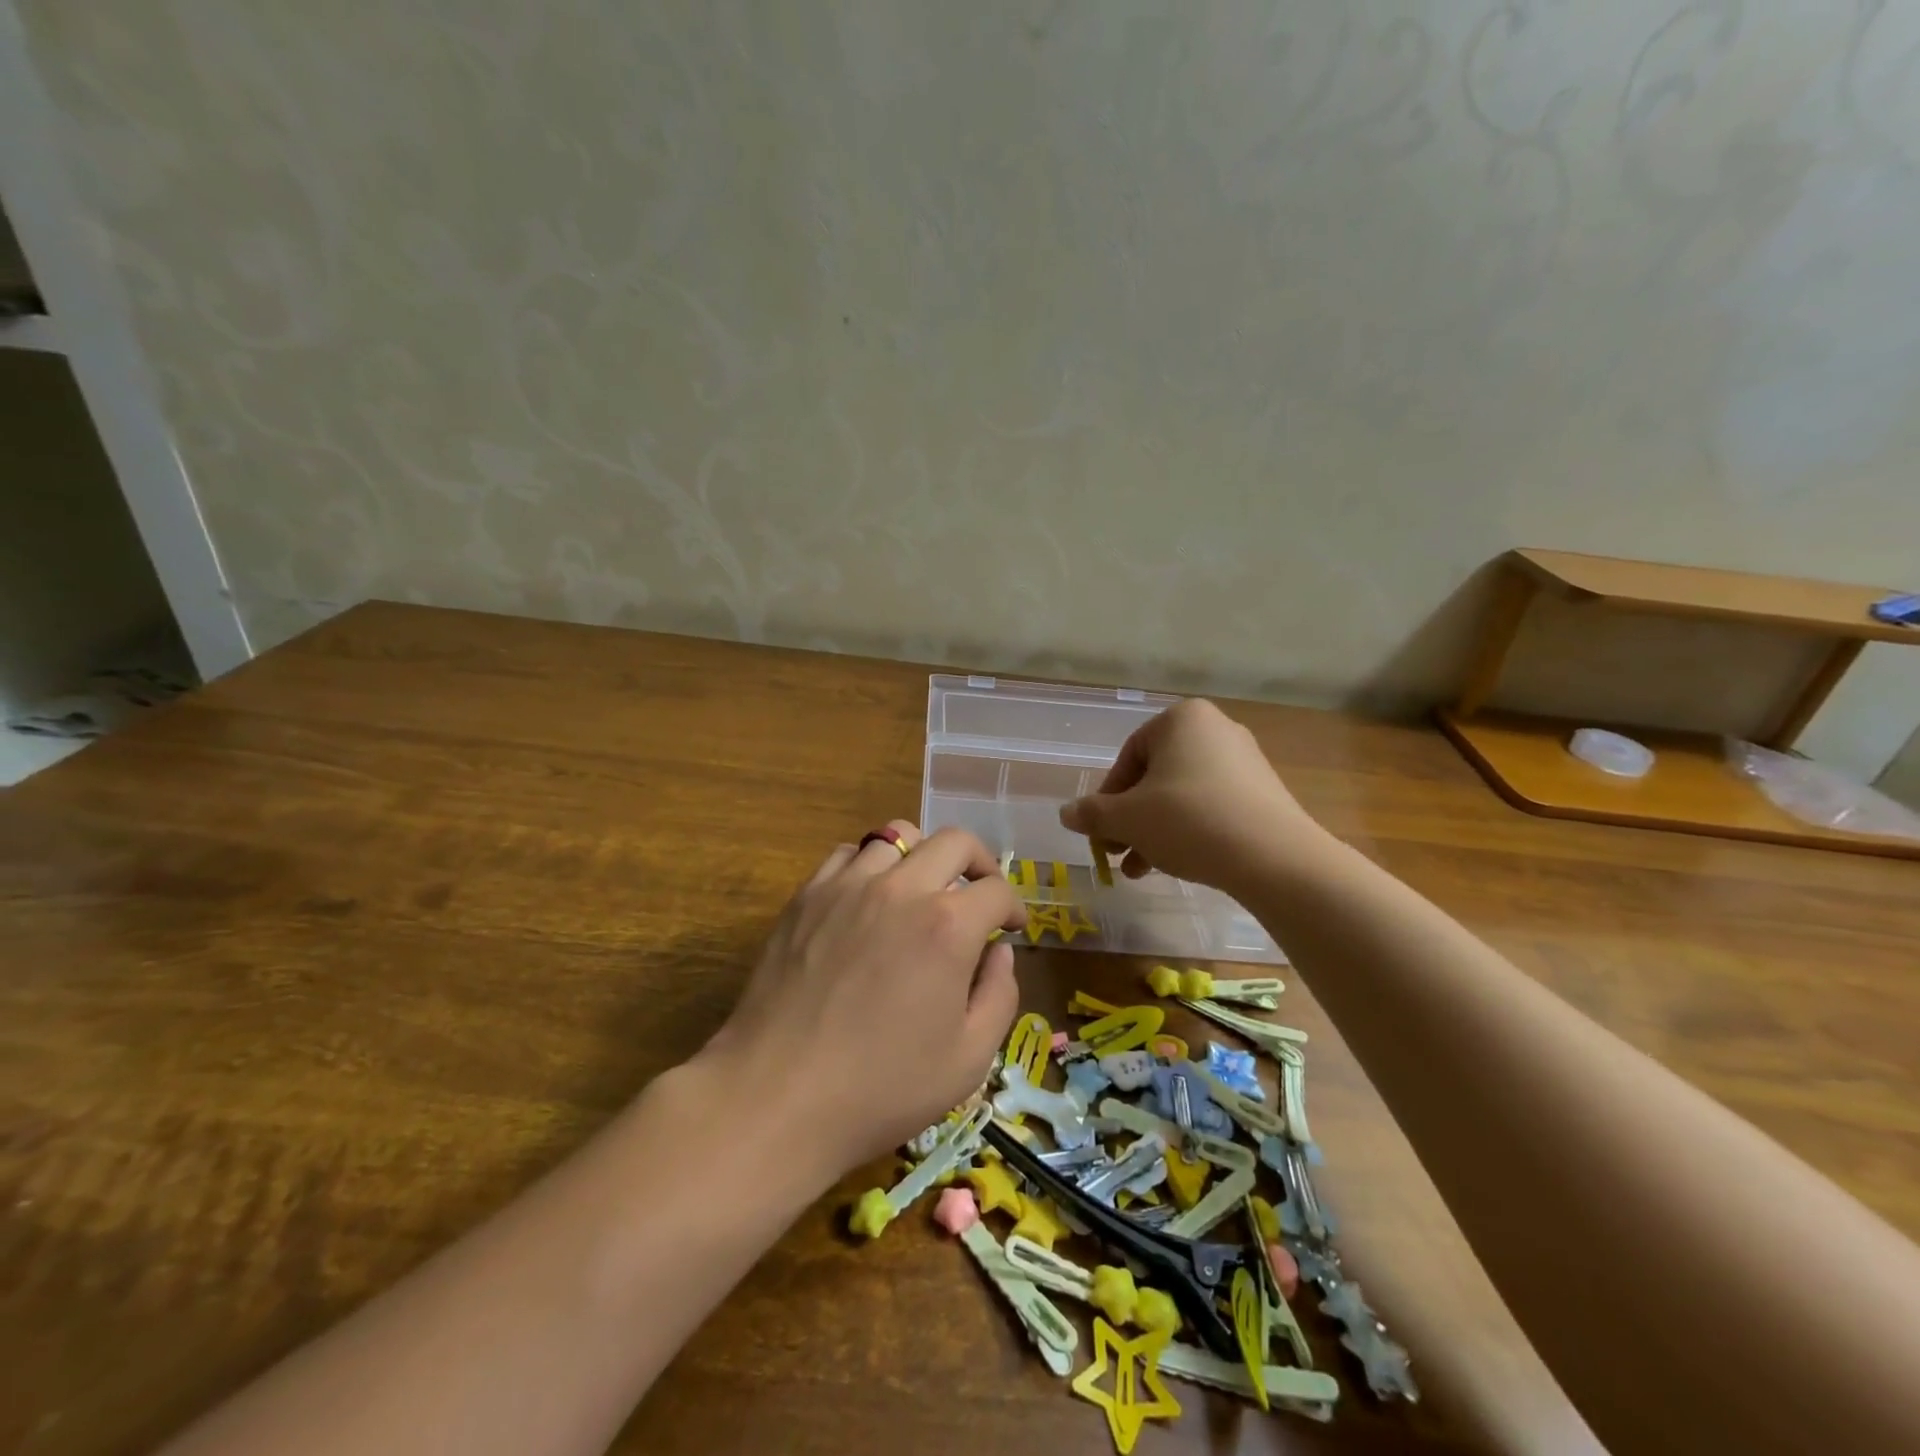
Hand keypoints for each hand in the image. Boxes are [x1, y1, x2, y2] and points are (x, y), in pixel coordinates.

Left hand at [698, 821, 1024, 1175]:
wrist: (777, 1096)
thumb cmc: (881, 1088)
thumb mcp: (968, 1060)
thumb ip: (999, 995)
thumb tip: (999, 952)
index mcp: (947, 926)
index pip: (997, 890)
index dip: (1014, 906)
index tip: (1011, 927)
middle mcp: (900, 889)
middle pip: (954, 842)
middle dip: (980, 862)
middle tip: (979, 894)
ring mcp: (848, 885)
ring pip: (898, 836)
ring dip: (922, 858)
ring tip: (921, 891)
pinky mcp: (807, 895)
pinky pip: (847, 854)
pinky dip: (869, 865)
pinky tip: (868, 898)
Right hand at [1059, 699, 1322, 895]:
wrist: (1274, 857)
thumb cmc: (1188, 820)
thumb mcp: (1127, 818)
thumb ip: (1092, 813)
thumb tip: (1066, 814)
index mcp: (1182, 719)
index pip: (1129, 756)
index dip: (1108, 798)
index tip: (1101, 831)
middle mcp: (1216, 730)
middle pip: (1155, 777)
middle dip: (1131, 819)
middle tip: (1117, 853)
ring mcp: (1245, 761)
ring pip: (1182, 796)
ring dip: (1154, 832)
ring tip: (1140, 871)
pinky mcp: (1264, 793)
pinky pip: (1212, 807)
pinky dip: (1189, 831)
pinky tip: (1177, 865)